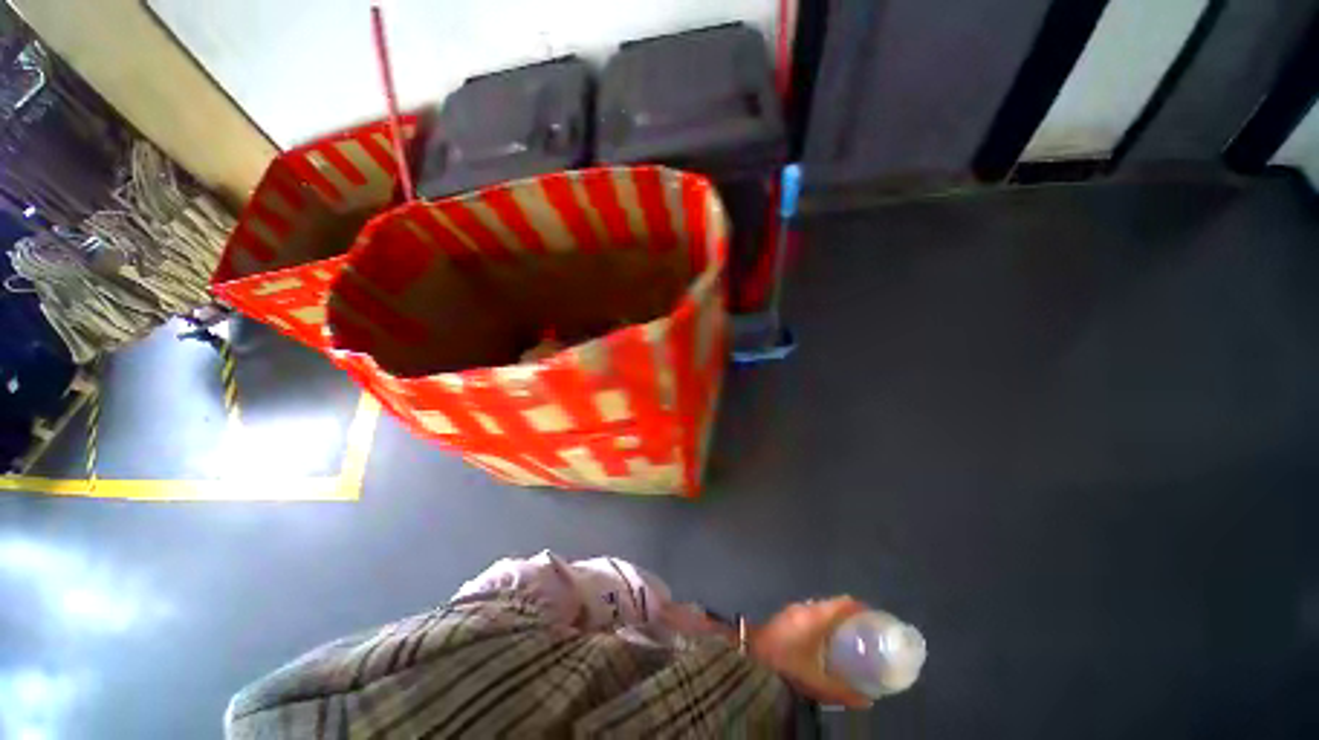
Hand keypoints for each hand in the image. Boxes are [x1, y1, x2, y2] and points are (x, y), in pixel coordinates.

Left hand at [749, 596, 872, 708]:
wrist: (751, 653)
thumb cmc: (786, 662)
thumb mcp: (817, 682)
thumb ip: (843, 692)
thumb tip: (867, 700)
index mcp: (817, 615)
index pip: (845, 602)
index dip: (861, 608)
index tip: (875, 618)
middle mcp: (807, 607)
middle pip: (834, 604)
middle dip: (850, 615)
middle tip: (864, 632)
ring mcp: (794, 609)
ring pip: (821, 608)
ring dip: (835, 618)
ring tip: (847, 637)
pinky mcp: (786, 615)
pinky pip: (811, 613)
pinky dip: (822, 621)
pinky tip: (824, 640)